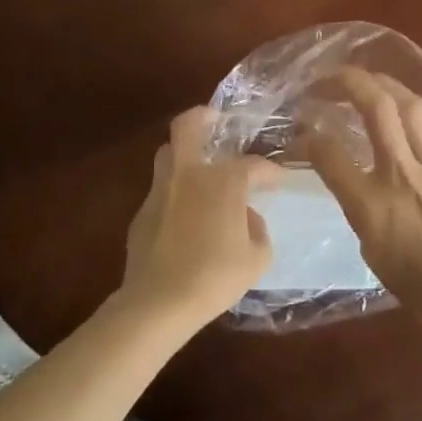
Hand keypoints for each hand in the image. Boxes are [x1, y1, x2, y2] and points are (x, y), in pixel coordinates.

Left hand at [119, 108, 275, 335]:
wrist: (158, 303)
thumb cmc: (215, 277)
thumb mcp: (257, 258)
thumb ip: (258, 230)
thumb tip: (247, 217)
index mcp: (223, 180)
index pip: (253, 165)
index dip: (270, 172)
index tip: (279, 180)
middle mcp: (189, 174)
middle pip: (187, 127)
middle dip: (202, 117)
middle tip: (216, 121)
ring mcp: (160, 191)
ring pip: (168, 154)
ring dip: (185, 154)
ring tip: (201, 169)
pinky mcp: (142, 213)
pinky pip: (162, 191)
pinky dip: (176, 194)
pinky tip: (185, 216)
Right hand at [306, 69, 421, 336]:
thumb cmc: (419, 284)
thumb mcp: (370, 249)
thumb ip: (357, 205)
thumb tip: (351, 176)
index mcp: (370, 205)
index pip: (330, 155)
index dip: (310, 136)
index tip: (303, 129)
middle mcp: (401, 173)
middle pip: (375, 108)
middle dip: (349, 82)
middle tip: (331, 78)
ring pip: (410, 104)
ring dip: (386, 86)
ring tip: (372, 84)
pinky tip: (414, 103)